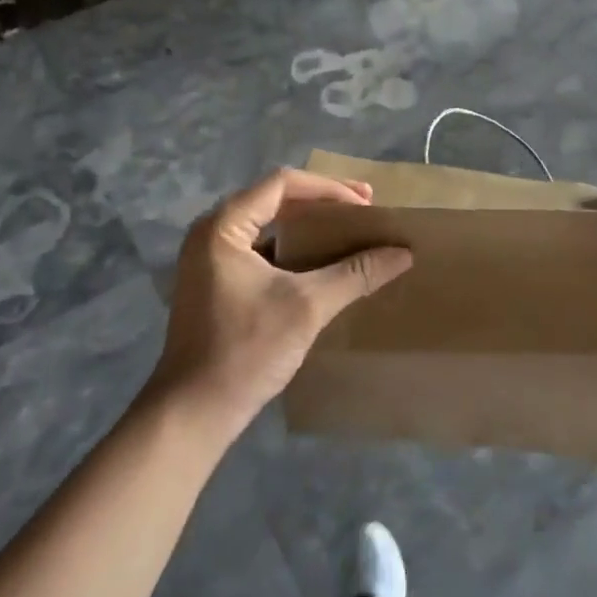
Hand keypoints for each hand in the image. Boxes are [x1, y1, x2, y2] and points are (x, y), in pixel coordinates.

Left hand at [148, 168, 412, 442]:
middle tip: (364, 210)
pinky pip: (260, 250)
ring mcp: (209, 260)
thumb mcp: (308, 307)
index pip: (282, 184)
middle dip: (322, 203)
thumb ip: (356, 274)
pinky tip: (321, 265)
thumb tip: (403, 253)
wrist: (193, 413)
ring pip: (268, 225)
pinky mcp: (215, 284)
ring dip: (309, 227)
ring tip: (348, 233)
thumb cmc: (246, 349)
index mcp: (223, 226)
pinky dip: (293, 250)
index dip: (329, 188)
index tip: (365, 203)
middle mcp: (211, 233)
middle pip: (274, 199)